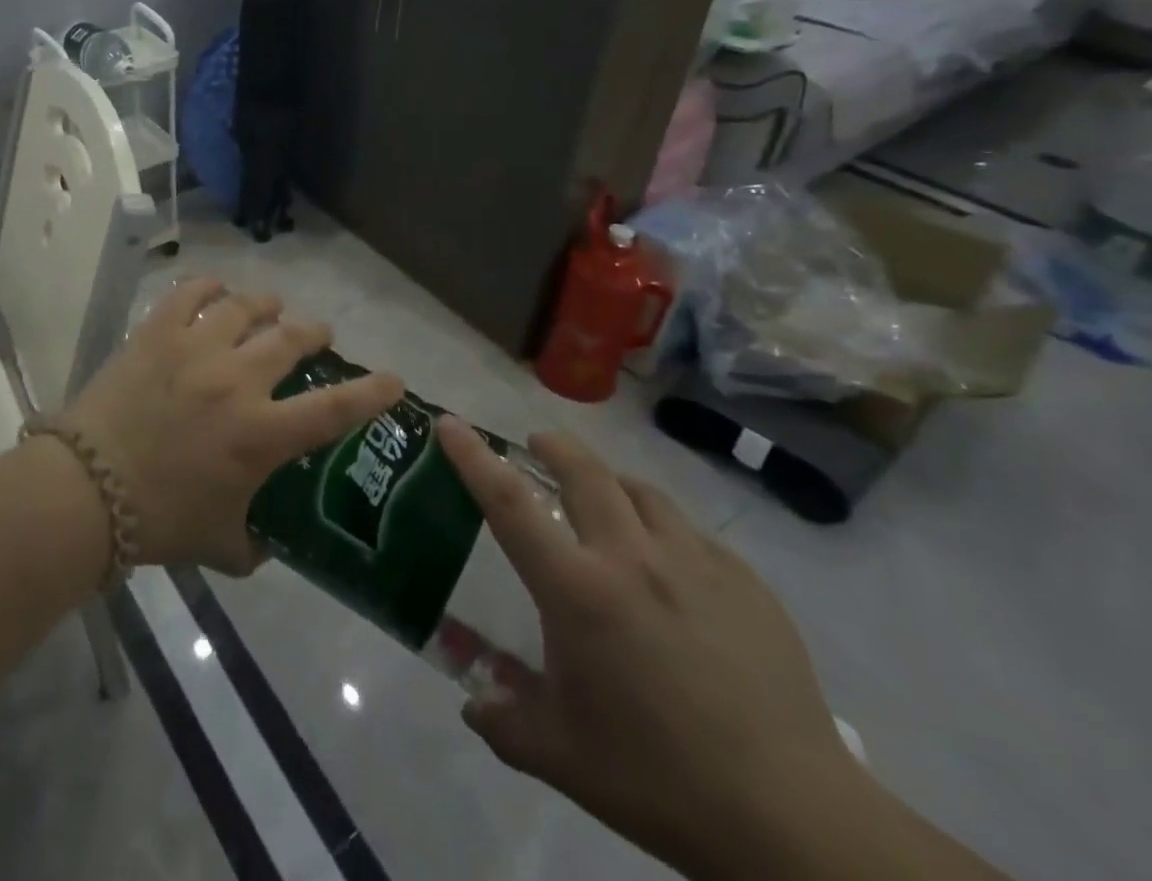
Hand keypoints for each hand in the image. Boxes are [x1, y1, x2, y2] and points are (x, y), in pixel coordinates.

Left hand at [66, 279, 402, 574]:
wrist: (86, 490)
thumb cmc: (158, 520)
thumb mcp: (220, 546)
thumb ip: (255, 545)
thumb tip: (267, 542)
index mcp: (261, 435)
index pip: (335, 408)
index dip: (372, 392)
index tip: (393, 379)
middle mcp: (238, 381)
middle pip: (291, 338)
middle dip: (313, 332)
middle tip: (317, 333)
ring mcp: (196, 349)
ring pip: (244, 306)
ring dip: (266, 304)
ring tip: (270, 305)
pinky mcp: (157, 332)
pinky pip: (189, 293)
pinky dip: (208, 286)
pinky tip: (215, 288)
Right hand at [438, 421, 865, 873]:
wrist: (796, 823)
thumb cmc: (659, 779)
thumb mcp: (561, 757)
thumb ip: (503, 722)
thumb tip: (473, 704)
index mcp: (577, 590)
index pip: (508, 502)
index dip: (473, 456)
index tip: (451, 423)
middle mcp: (631, 558)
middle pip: (584, 471)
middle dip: (552, 446)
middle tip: (536, 446)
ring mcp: (695, 564)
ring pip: (641, 491)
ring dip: (612, 484)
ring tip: (606, 503)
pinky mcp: (746, 583)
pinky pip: (692, 534)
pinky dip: (666, 531)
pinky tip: (673, 569)